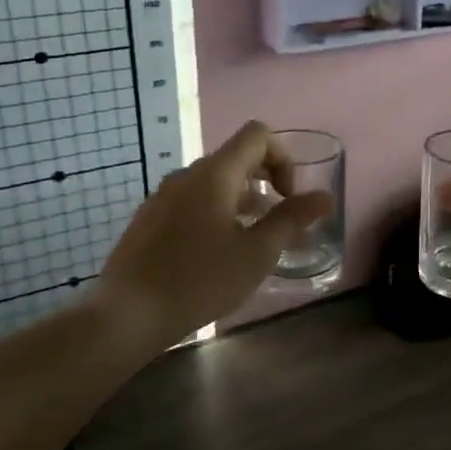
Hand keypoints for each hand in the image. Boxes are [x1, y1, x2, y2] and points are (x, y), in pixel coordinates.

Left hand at [98, 122, 331, 347]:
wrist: (126, 315)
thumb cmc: (199, 280)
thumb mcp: (257, 253)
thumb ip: (292, 219)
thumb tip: (324, 197)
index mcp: (215, 174)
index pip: (257, 135)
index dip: (284, 158)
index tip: (288, 197)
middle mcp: (187, 175)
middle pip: (236, 157)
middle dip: (266, 181)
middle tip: (278, 221)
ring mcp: (163, 196)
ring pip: (214, 182)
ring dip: (242, 200)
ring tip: (252, 241)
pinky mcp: (149, 219)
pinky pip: (192, 201)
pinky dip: (215, 213)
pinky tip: (216, 254)